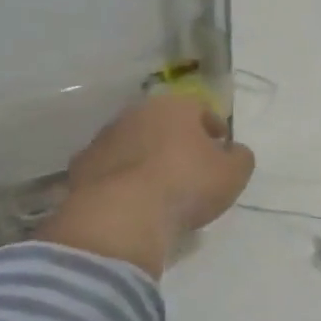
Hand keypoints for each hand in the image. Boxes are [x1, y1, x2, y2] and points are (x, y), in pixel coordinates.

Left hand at [39, 95, 255, 277]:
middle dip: (175, 141)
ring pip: (132, 144)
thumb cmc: (185, 185)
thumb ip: (240, 158)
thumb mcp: (232, 174)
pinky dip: (120, 180)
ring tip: (158, 189)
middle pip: (162, 123)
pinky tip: (130, 202)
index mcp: (174, 106)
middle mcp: (135, 113)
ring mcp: (104, 138)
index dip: (213, 128)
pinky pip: (109, 170)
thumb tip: (235, 152)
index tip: (220, 149)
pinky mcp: (81, 167)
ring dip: (144, 159)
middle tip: (189, 168)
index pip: (199, 109)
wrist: (121, 214)